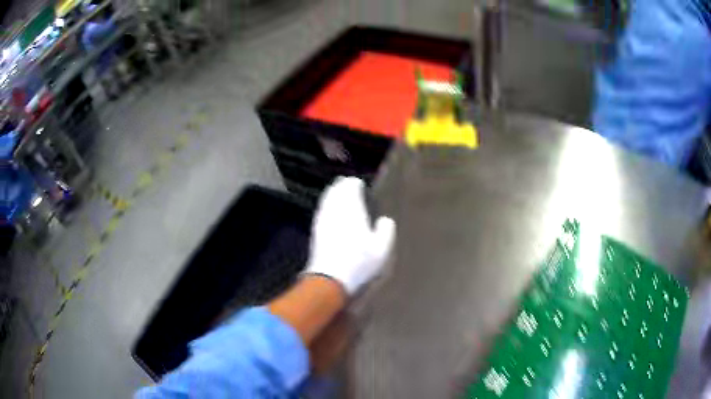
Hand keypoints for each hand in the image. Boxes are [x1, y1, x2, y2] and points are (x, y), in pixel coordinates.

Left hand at [305, 177, 395, 295]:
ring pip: (326, 199)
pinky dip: (326, 205)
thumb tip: (385, 220)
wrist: (330, 278)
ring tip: (337, 192)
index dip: (354, 184)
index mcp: (353, 211)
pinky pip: (321, 210)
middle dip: (341, 186)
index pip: (350, 188)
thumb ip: (386, 231)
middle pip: (336, 191)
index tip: (358, 183)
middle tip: (346, 183)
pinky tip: (328, 209)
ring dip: (331, 193)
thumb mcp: (381, 250)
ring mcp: (323, 220)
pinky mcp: (316, 230)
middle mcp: (336, 211)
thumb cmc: (359, 263)